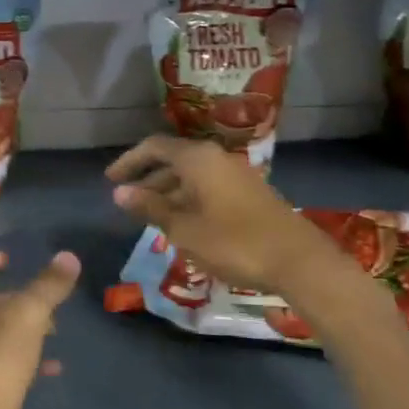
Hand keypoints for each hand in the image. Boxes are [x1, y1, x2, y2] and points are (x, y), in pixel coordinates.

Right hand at [107, 136, 300, 292]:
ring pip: (191, 175)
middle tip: (126, 200)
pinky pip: (207, 186)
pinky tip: (181, 222)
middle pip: (173, 160)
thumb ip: (150, 208)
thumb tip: (119, 193)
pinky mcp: (248, 193)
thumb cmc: (233, 242)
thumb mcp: (184, 229)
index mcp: (197, 159)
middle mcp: (216, 158)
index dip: (130, 161)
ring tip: (148, 215)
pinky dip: (187, 198)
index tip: (110, 179)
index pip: (154, 147)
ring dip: (167, 191)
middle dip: (147, 178)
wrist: (298, 260)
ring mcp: (235, 175)